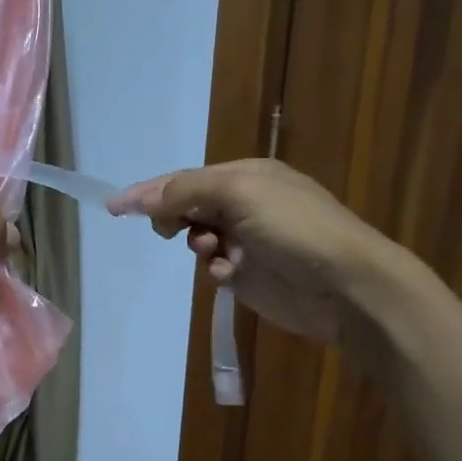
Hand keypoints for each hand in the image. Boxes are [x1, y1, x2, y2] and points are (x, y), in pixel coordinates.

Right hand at [108, 158, 406, 349]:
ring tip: (211, 252)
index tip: (114, 206)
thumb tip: (141, 196)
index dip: (150, 190)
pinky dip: (216, 269)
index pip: (186, 178)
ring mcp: (249, 240)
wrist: (347, 285)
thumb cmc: (294, 228)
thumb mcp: (239, 193)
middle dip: (175, 216)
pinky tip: (228, 275)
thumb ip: (186, 191)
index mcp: (247, 175)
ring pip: (199, 237)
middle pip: (190, 205)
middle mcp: (246, 203)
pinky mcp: (252, 274)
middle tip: (167, 230)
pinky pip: (216, 267)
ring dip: (197, 243)